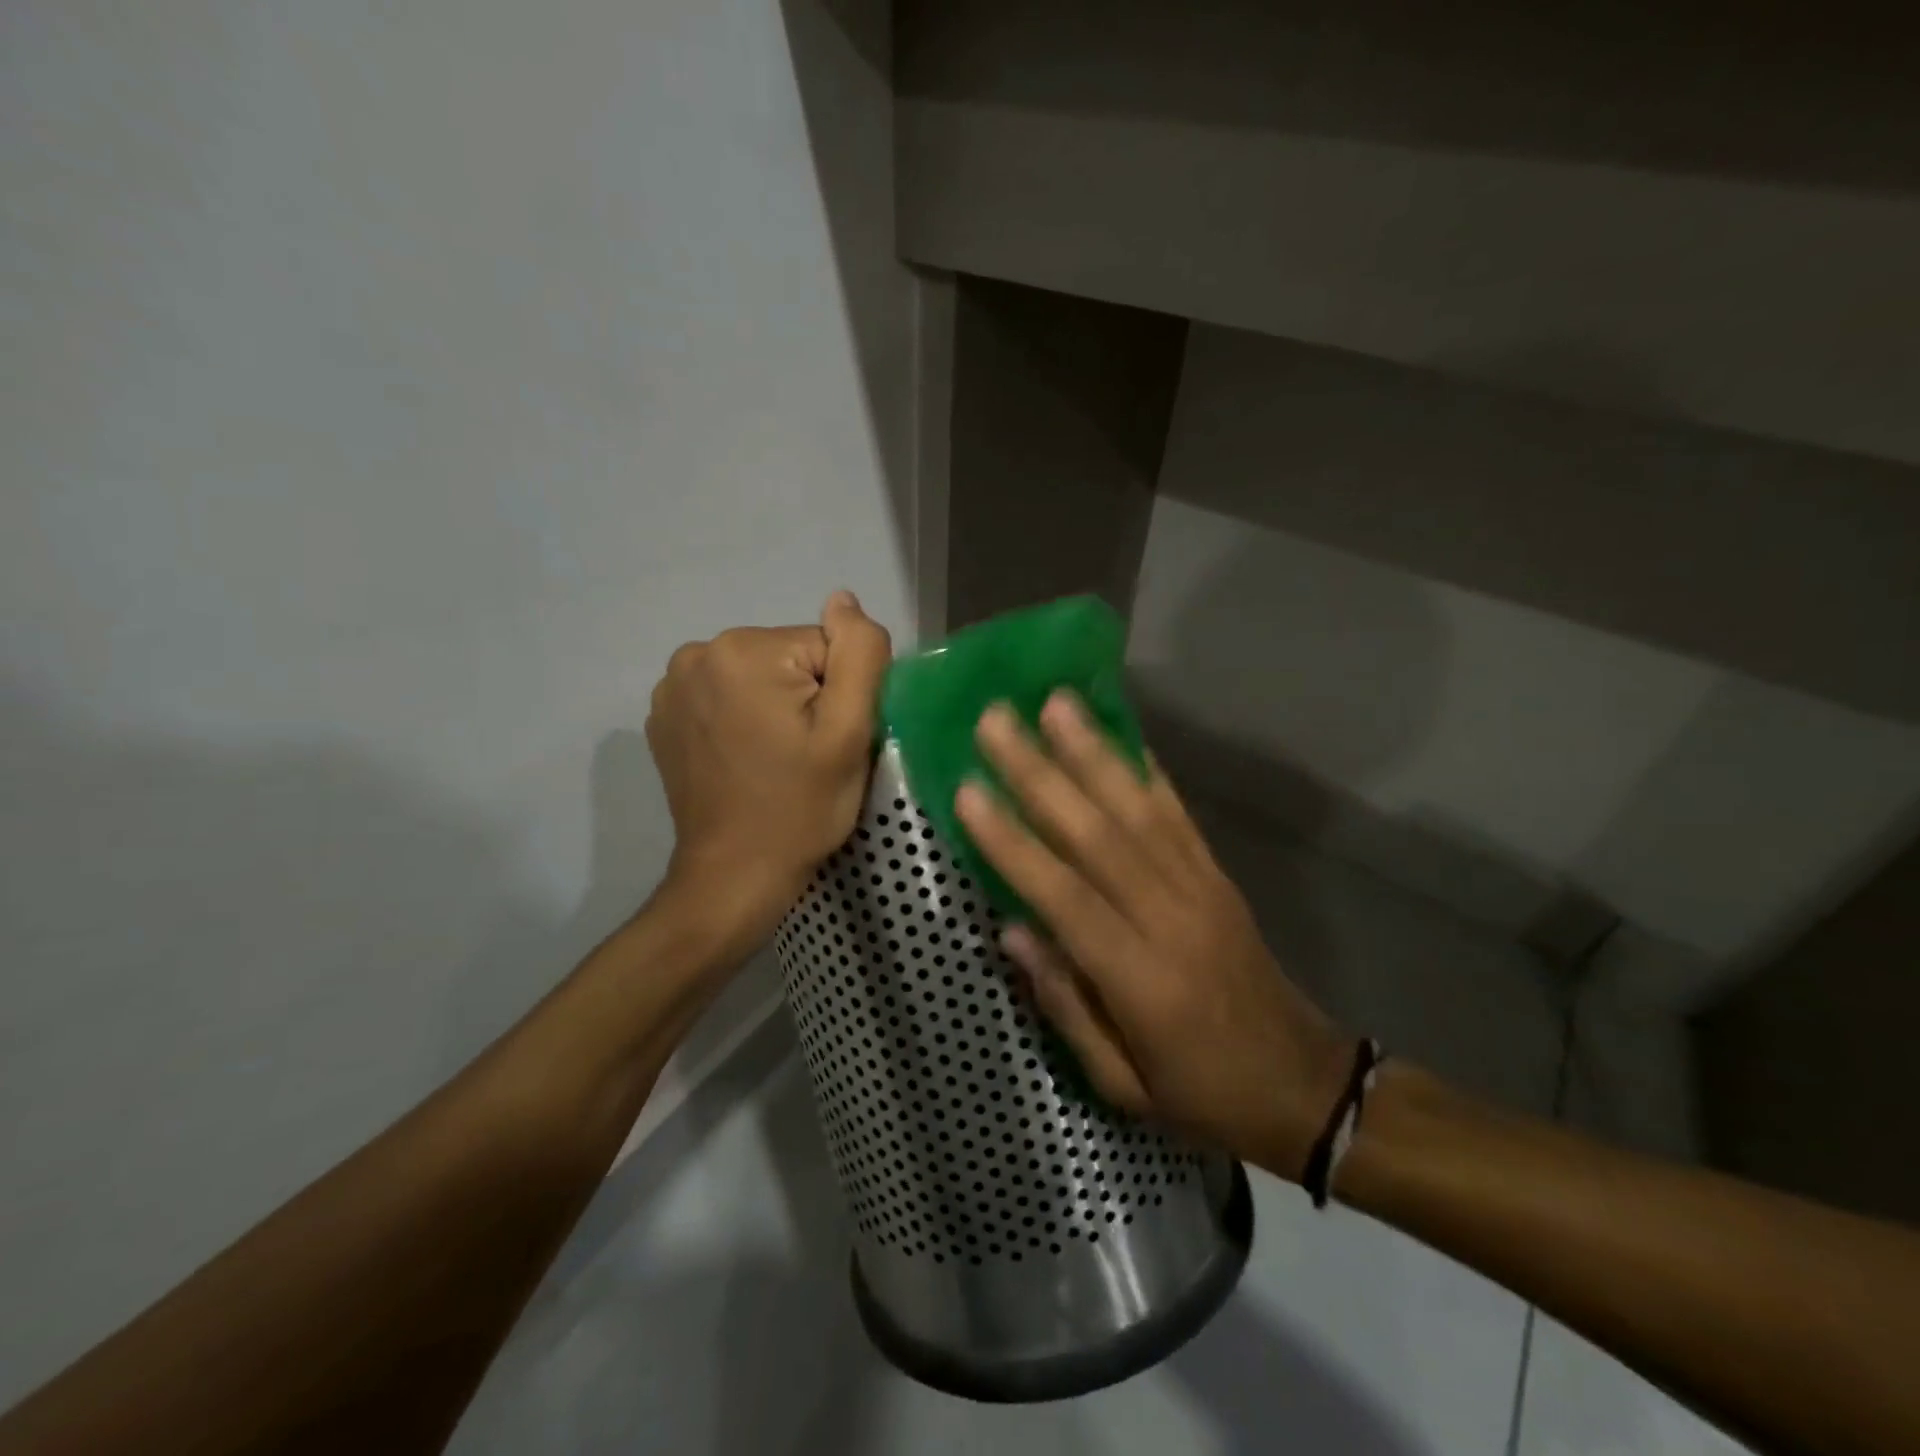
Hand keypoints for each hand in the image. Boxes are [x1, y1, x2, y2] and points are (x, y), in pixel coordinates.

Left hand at [646, 591, 890, 946]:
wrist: (734, 876)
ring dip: (774, 708)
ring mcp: (671, 687)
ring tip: (776, 760)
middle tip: (807, 755)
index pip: (825, 648)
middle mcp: (696, 654)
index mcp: (743, 651)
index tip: (827, 742)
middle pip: (789, 659)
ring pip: (758, 676)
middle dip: (806, 699)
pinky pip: (725, 697)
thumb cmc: (800, 808)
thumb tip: (844, 599)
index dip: (840, 696)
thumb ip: (859, 655)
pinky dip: (741, 720)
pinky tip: (744, 760)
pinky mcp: (663, 717)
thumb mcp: (848, 732)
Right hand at [955, 692, 1351, 1180]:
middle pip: (1096, 834)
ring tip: (1054, 702)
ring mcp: (1200, 887)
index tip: (968, 790)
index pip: (1064, 896)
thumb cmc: (1200, 1092)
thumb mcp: (1122, 1084)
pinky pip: (1178, 813)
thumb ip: (1065, 1006)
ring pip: (1136, 808)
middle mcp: (1168, 917)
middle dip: (1040, 773)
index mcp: (1139, 979)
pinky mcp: (1218, 874)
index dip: (1013, 842)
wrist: (1303, 1082)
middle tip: (996, 721)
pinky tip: (1120, 733)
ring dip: (1092, 751)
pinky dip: (1146, 768)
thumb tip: (1012, 929)